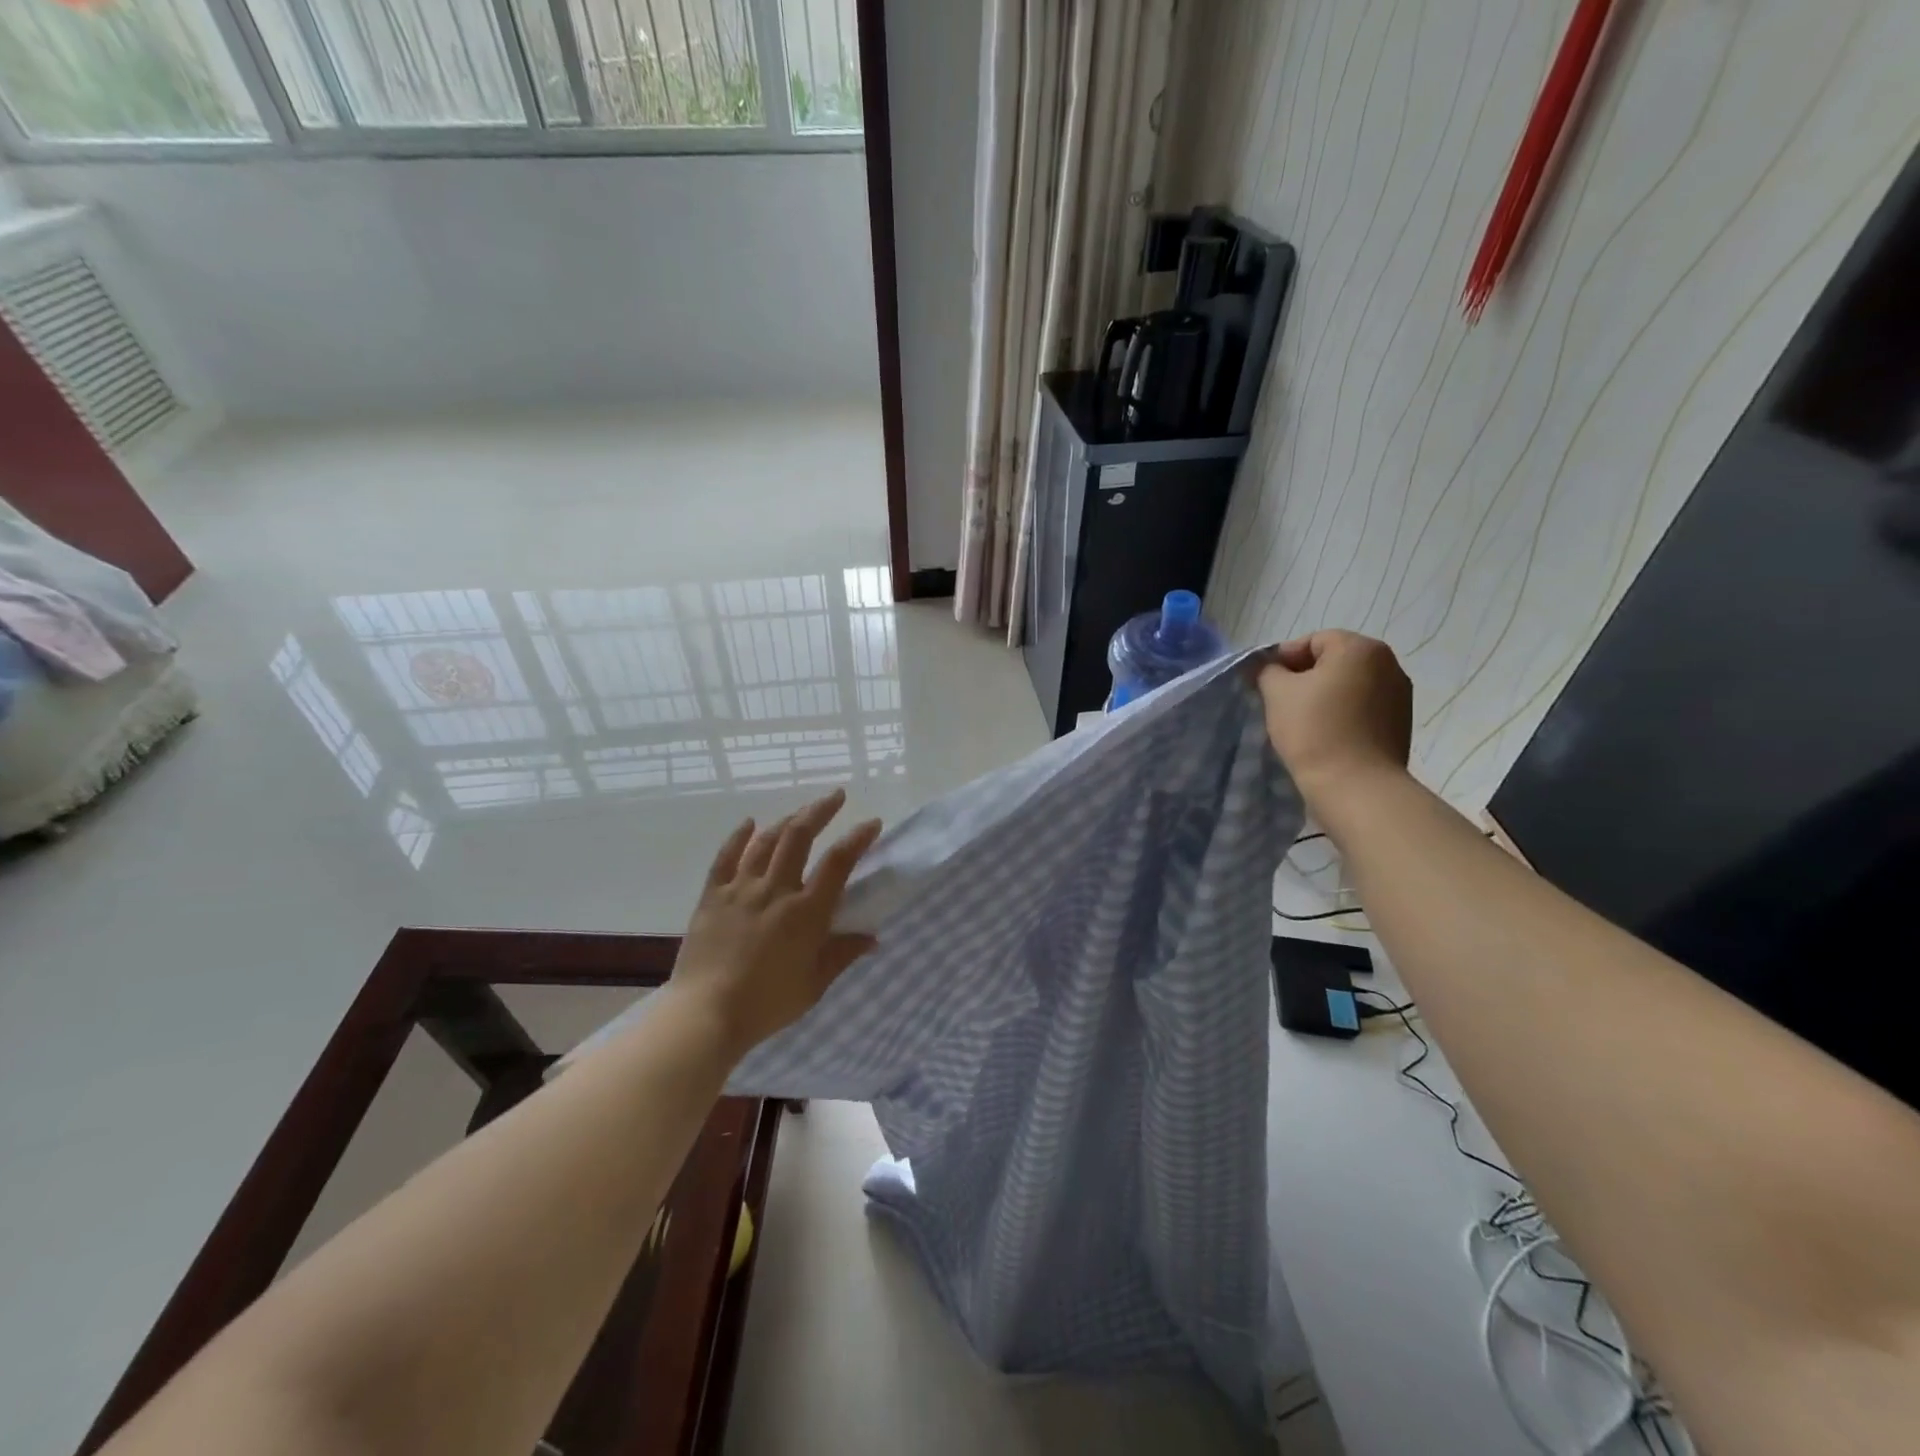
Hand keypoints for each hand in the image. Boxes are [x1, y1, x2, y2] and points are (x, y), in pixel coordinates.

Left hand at [670, 788, 882, 1059]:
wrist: (706, 1015)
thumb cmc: (767, 1003)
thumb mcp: (814, 984)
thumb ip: (842, 954)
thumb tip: (872, 938)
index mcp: (806, 911)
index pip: (838, 862)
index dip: (858, 838)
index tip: (872, 822)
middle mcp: (775, 890)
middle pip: (799, 836)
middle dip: (820, 810)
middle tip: (835, 796)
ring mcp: (741, 889)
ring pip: (766, 841)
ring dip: (786, 821)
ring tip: (800, 813)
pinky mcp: (712, 896)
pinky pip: (725, 857)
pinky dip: (738, 837)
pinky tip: (748, 823)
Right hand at [1256, 630, 1412, 813]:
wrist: (1355, 786)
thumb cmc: (1314, 730)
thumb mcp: (1277, 693)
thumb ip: (1267, 670)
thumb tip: (1265, 666)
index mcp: (1360, 648)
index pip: (1313, 641)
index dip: (1283, 658)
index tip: (1265, 683)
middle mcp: (1388, 664)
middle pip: (1335, 660)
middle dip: (1305, 677)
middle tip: (1280, 702)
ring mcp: (1400, 695)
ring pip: (1350, 685)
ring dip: (1325, 695)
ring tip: (1302, 721)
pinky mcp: (1401, 723)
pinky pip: (1364, 707)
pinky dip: (1343, 713)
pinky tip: (1326, 734)